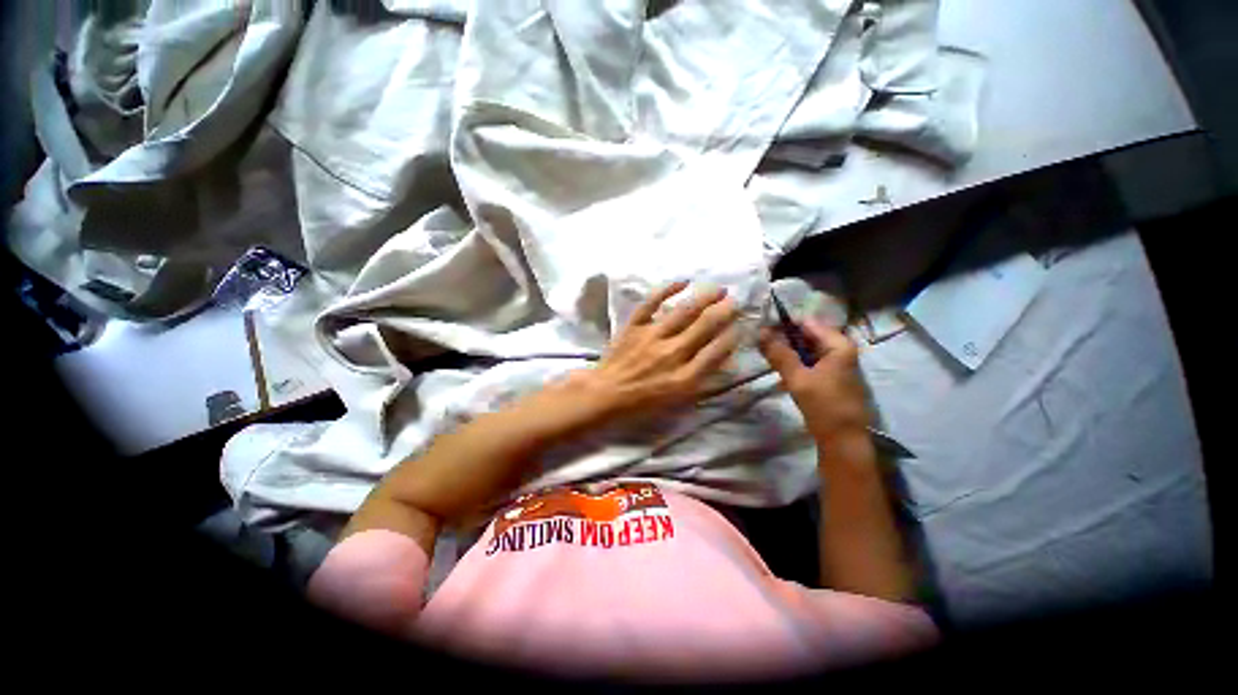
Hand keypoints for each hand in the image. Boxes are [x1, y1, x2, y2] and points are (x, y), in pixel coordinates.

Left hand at [567, 281, 741, 420]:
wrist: (605, 395)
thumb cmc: (642, 403)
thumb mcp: (677, 402)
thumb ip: (702, 380)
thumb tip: (722, 356)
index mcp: (684, 378)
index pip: (717, 351)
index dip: (732, 336)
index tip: (740, 326)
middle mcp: (672, 354)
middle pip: (705, 326)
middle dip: (725, 311)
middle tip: (736, 301)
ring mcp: (652, 337)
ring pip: (684, 311)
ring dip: (705, 297)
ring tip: (719, 290)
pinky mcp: (634, 326)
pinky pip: (651, 303)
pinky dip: (668, 289)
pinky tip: (684, 281)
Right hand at [758, 318, 870, 444]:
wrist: (843, 440)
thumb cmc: (824, 405)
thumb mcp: (797, 378)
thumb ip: (779, 353)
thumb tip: (760, 331)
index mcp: (838, 344)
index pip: (806, 322)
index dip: (783, 324)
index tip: (761, 329)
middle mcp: (840, 349)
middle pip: (807, 334)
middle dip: (783, 338)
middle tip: (760, 344)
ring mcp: (837, 363)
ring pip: (806, 348)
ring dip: (787, 351)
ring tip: (766, 355)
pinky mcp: (831, 376)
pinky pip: (809, 361)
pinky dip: (794, 362)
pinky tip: (780, 369)